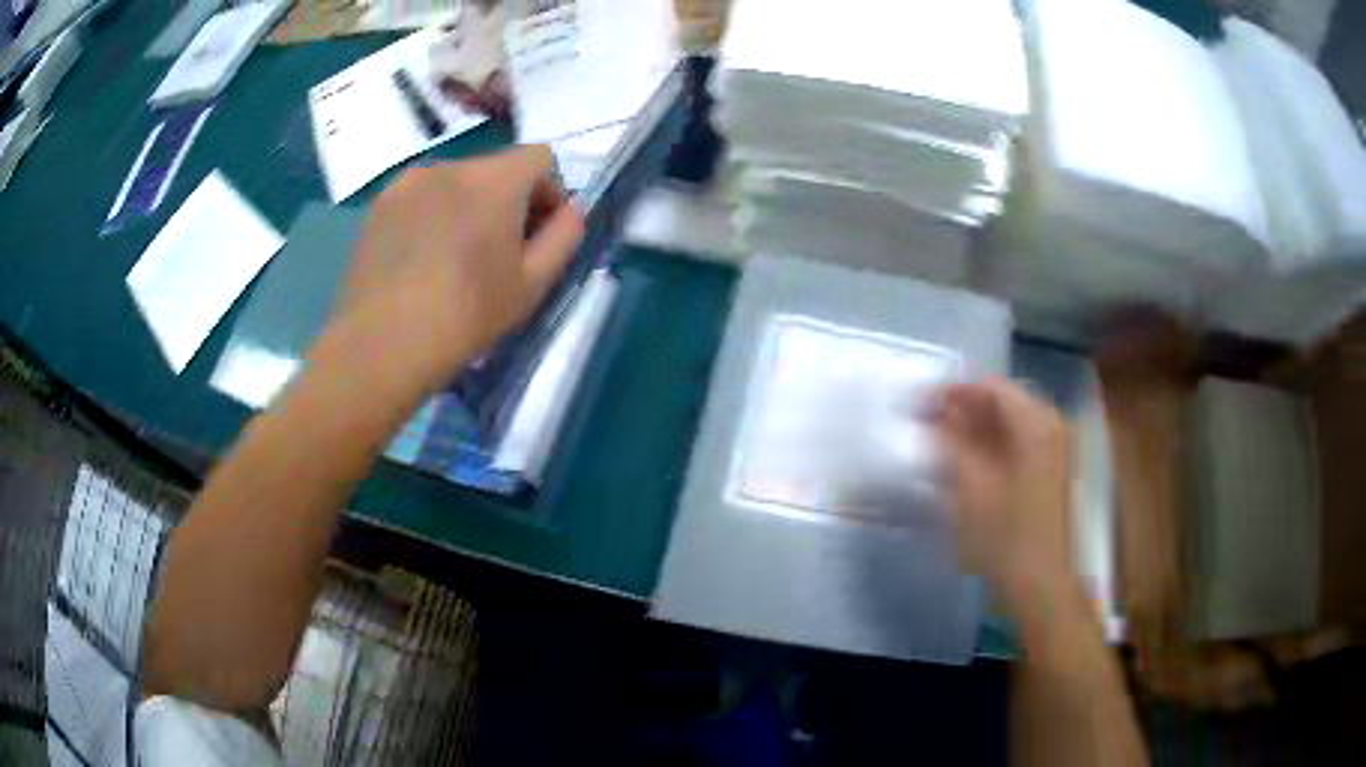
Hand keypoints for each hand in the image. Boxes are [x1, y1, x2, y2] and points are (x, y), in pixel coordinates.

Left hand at [326, 146, 583, 391]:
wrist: (381, 344)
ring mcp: (409, 182)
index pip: (541, 157)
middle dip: (509, 202)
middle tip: (499, 254)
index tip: (540, 235)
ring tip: (455, 259)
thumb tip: (571, 211)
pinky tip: (422, 261)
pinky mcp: (380, 205)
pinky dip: (433, 216)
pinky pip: (422, 197)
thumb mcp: (532, 284)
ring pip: (456, 183)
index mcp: (495, 179)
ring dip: (469, 208)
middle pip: (497, 169)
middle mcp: (451, 166)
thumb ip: (564, 237)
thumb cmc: (466, 315)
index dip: (551, 192)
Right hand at [936, 380, 1077, 617]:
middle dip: (960, 409)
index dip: (949, 391)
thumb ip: (949, 443)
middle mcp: (1051, 425)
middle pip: (1001, 401)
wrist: (1042, 586)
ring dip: (972, 428)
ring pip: (1007, 422)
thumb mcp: (971, 488)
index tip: (914, 405)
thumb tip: (930, 414)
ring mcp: (1054, 448)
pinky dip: (988, 445)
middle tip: (922, 423)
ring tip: (936, 442)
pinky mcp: (1050, 471)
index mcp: (1036, 423)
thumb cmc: (1006, 538)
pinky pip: (1015, 442)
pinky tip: (963, 461)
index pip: (988, 387)